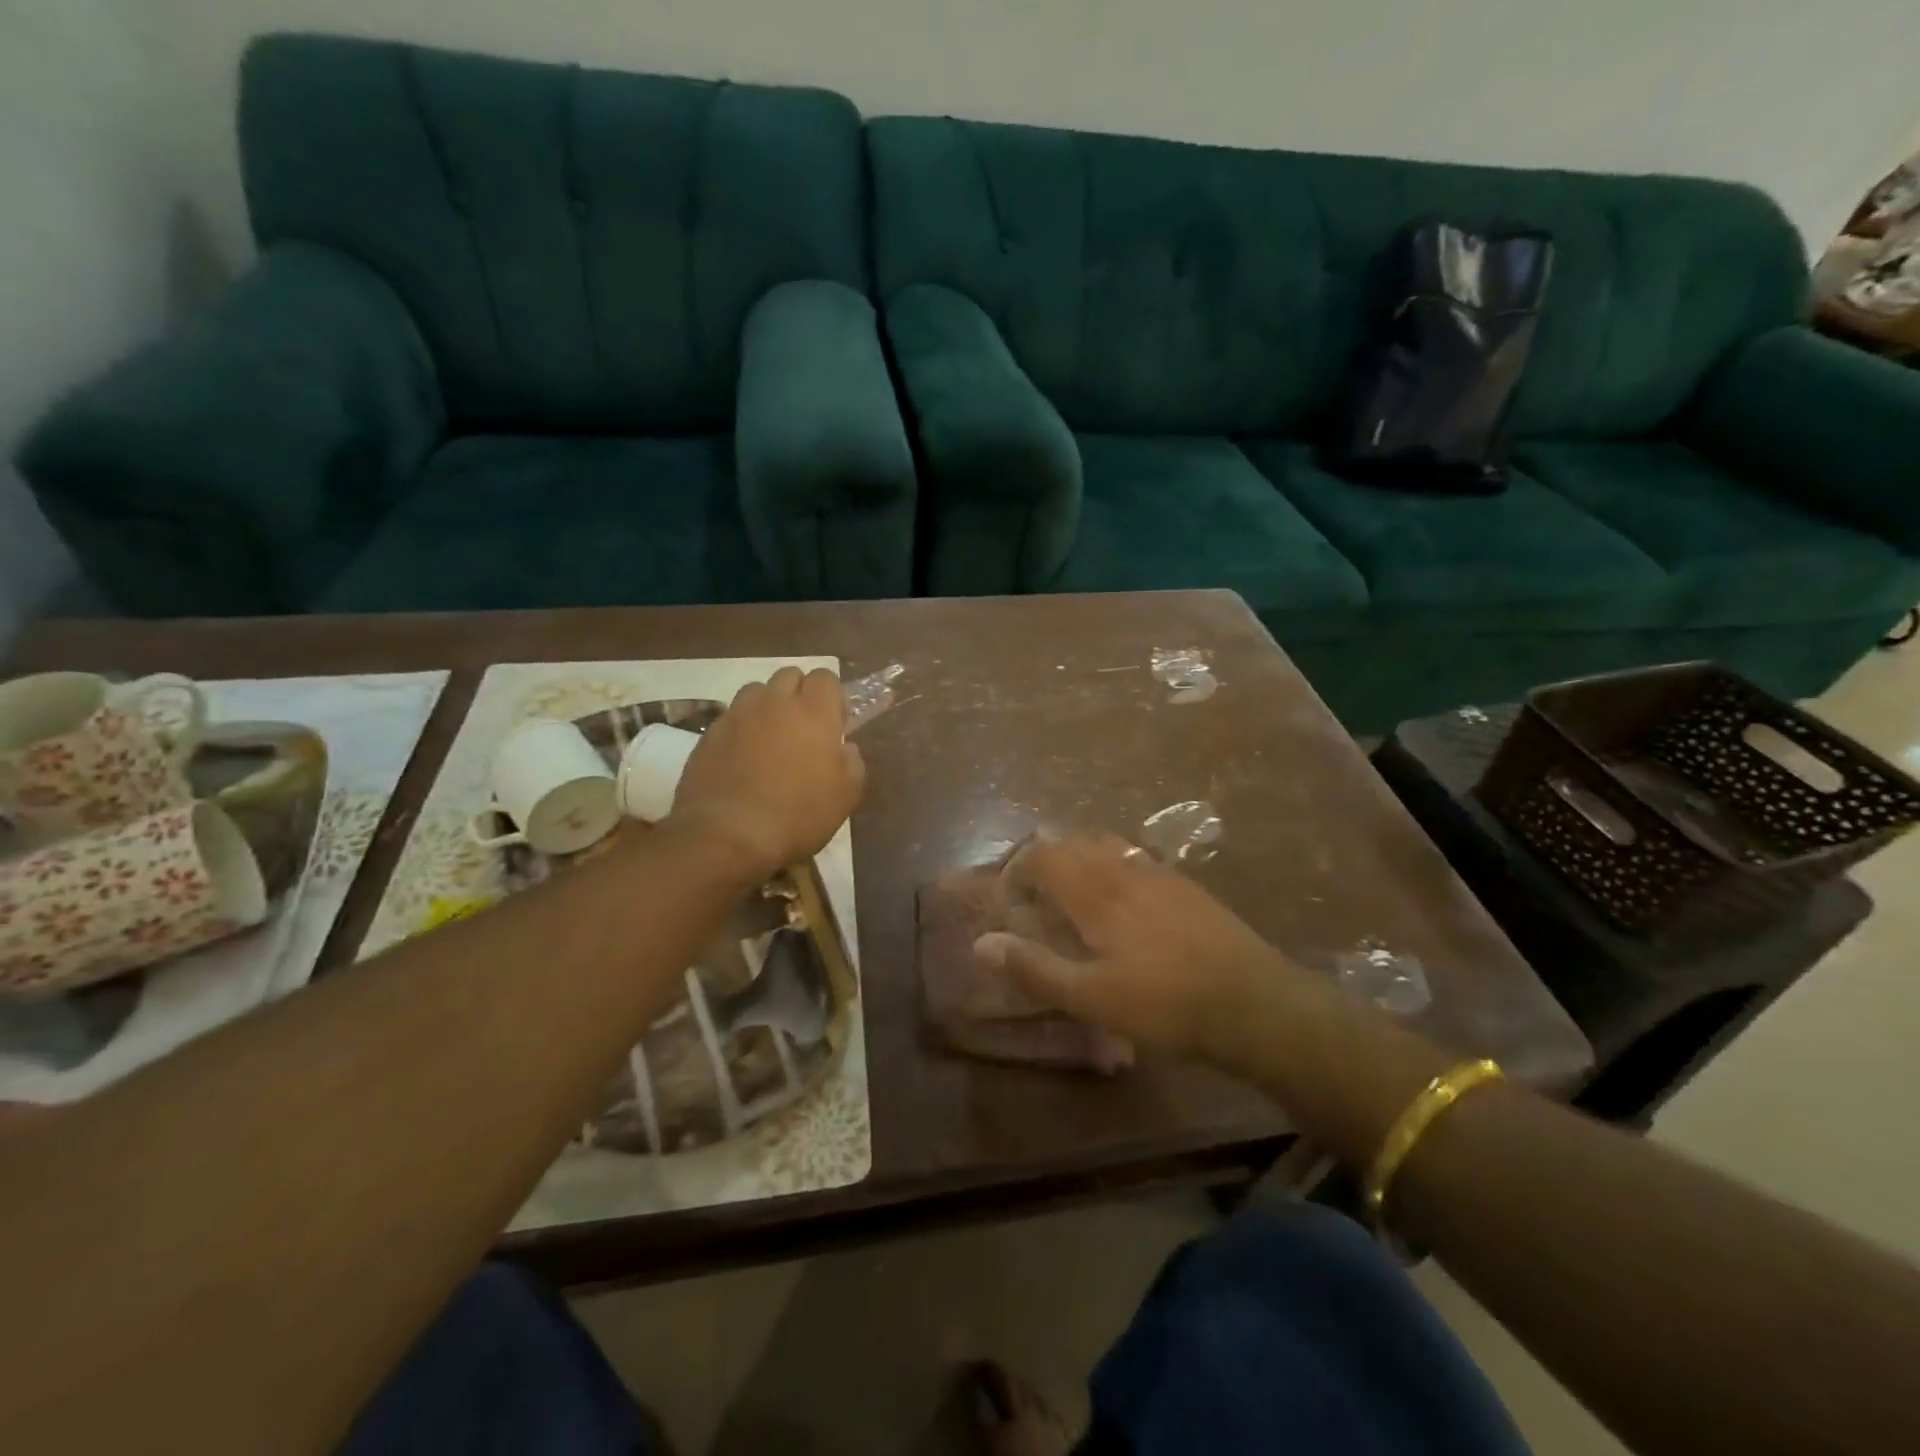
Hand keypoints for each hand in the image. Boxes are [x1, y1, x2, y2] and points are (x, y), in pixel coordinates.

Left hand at [671, 667, 865, 876]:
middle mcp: (775, 702)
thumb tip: (843, 746)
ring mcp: (738, 715)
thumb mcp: (846, 796)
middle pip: (790, 675)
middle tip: (804, 729)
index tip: (835, 725)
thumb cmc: (798, 815)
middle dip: (799, 694)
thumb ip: (852, 762)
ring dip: (767, 707)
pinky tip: (743, 760)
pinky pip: (731, 718)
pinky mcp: (709, 734)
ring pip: (757, 692)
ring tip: (770, 739)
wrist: (728, 835)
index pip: (826, 677)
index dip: (832, 697)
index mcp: (814, 712)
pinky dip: (742, 729)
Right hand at [973, 834, 1299, 1062]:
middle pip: (1072, 841)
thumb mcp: (1092, 997)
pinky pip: (1134, 857)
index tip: (1010, 902)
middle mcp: (1123, 868)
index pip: (1042, 855)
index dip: (1017, 870)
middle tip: (1035, 898)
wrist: (1254, 1002)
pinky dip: (1111, 865)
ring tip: (1072, 894)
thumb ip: (1034, 968)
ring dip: (1078, 858)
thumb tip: (980, 943)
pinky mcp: (1184, 885)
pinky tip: (1122, 903)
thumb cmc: (1164, 1003)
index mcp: (1095, 890)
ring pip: (1105, 844)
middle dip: (1044, 860)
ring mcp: (1158, 872)